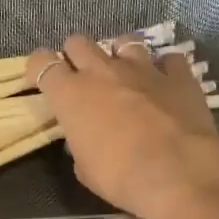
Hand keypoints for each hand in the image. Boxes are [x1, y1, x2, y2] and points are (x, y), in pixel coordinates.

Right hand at [27, 33, 218, 218]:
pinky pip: (168, 59)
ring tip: (125, 74)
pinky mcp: (179, 74)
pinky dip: (164, 68)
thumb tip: (87, 138)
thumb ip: (80, 143)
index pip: (42, 63)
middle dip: (76, 56)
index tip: (42, 79)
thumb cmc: (119, 177)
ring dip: (120, 55)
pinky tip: (165, 84)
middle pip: (78, 43)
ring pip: (124, 41)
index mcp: (71, 95)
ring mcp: (143, 68)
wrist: (178, 174)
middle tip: (83, 76)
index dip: (39, 67)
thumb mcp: (84, 167)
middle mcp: (103, 72)